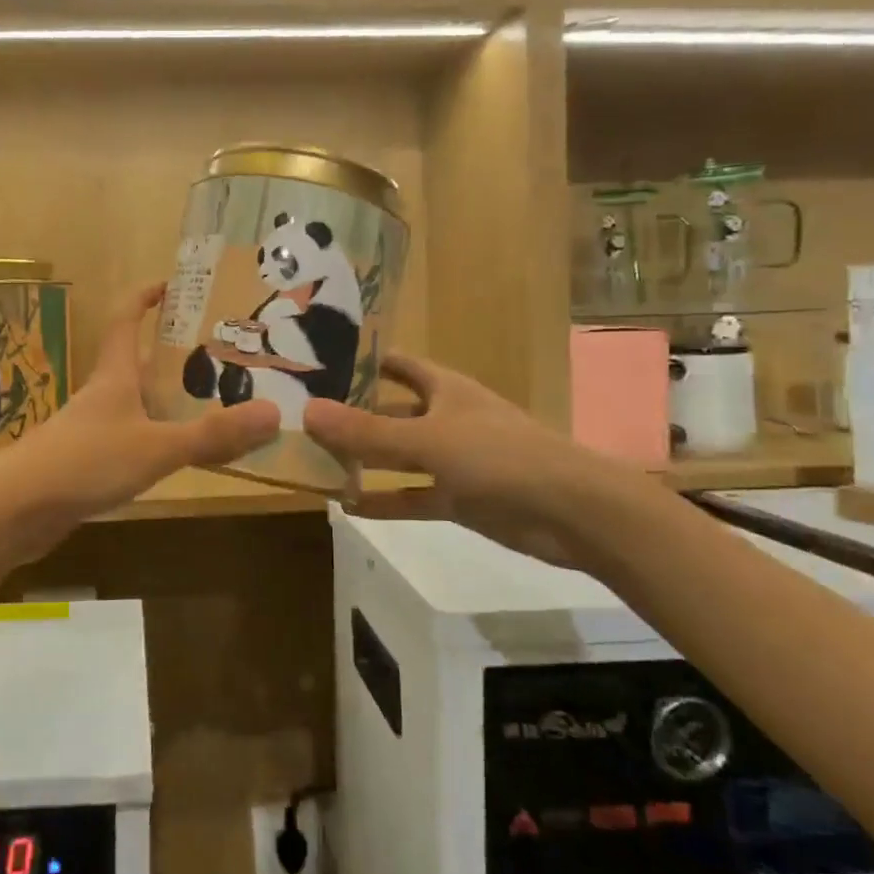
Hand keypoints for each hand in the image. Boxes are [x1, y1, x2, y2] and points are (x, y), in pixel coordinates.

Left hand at [0, 282, 278, 564]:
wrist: (15, 511)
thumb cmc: (84, 462)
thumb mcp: (155, 447)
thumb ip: (211, 435)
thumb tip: (274, 414)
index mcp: (115, 376)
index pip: (126, 320)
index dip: (145, 297)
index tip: (172, 283)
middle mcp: (103, 395)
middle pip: (139, 363)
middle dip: (175, 355)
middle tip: (222, 355)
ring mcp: (92, 430)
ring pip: (137, 404)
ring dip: (169, 400)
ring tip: (215, 403)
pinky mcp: (87, 463)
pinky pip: (132, 439)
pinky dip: (158, 438)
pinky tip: (178, 455)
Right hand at [303, 353, 642, 570]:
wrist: (574, 513)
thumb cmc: (501, 457)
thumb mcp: (428, 440)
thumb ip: (367, 431)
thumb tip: (307, 412)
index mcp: (443, 388)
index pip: (394, 363)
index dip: (358, 361)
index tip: (312, 363)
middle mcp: (444, 417)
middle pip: (389, 410)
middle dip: (351, 413)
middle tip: (299, 417)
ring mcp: (452, 459)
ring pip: (397, 455)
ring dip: (363, 459)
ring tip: (312, 461)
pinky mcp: (459, 498)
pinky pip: (411, 496)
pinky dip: (384, 500)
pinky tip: (346, 507)